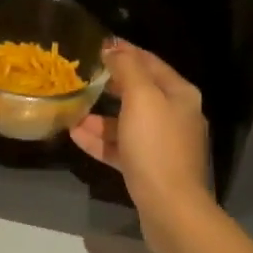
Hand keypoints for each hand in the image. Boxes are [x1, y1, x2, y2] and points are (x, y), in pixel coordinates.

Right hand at [68, 39, 210, 214]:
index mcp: (180, 94)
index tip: (97, 44)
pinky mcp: (149, 169)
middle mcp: (175, 116)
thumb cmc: (156, 146)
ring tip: (72, 109)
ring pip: (127, 122)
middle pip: (139, 92)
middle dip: (110, 84)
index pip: (150, 62)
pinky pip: (122, 147)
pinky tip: (76, 135)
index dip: (125, 51)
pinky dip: (101, 140)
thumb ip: (127, 69)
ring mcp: (162, 145)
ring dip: (100, 116)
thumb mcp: (141, 98)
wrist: (170, 208)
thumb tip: (114, 48)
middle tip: (81, 75)